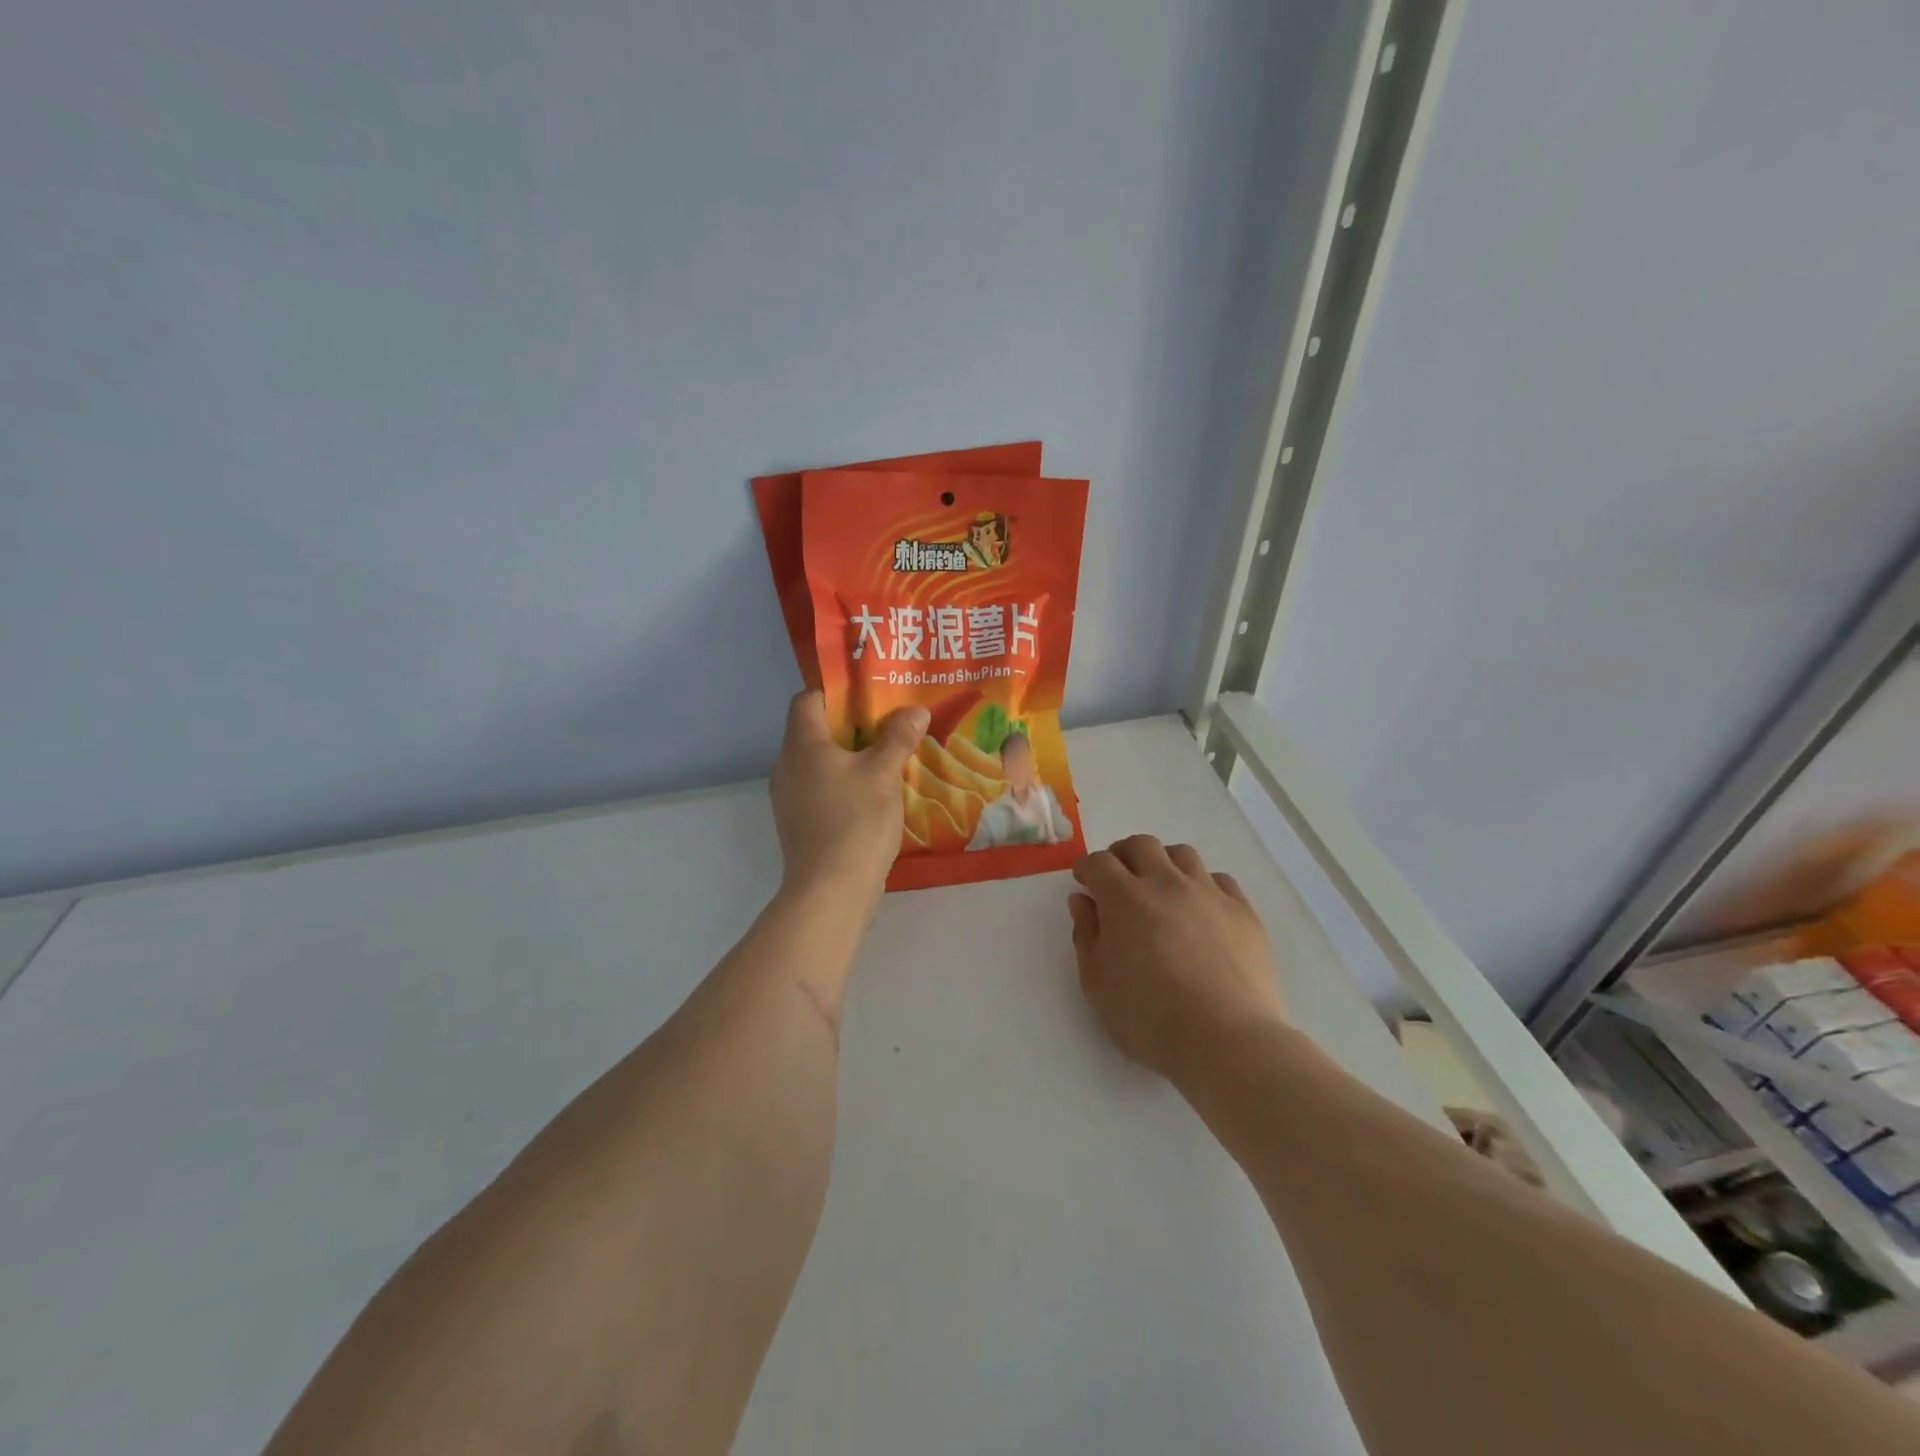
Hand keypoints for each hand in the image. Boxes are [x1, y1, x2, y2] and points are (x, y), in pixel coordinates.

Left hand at [769, 691, 928, 909]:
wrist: (830, 890)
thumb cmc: (855, 821)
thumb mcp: (883, 774)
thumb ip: (898, 738)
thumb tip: (914, 710)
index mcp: (802, 745)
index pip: (807, 699)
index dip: (836, 692)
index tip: (870, 696)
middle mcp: (787, 766)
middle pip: (815, 730)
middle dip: (852, 725)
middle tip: (890, 724)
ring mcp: (790, 798)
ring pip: (820, 763)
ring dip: (850, 757)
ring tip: (888, 757)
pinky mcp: (800, 823)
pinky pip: (821, 789)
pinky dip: (844, 784)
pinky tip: (874, 795)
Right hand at [1068, 835, 1285, 1083]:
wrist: (1226, 1041)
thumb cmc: (1149, 1018)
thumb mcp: (1097, 983)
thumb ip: (1086, 935)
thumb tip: (1083, 900)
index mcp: (1125, 899)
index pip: (1099, 862)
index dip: (1087, 868)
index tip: (1085, 883)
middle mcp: (1167, 883)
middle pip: (1141, 845)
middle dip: (1123, 855)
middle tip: (1119, 878)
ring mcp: (1209, 894)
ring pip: (1182, 854)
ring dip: (1164, 863)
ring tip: (1161, 889)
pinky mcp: (1243, 912)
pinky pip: (1219, 880)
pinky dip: (1202, 885)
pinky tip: (1200, 909)